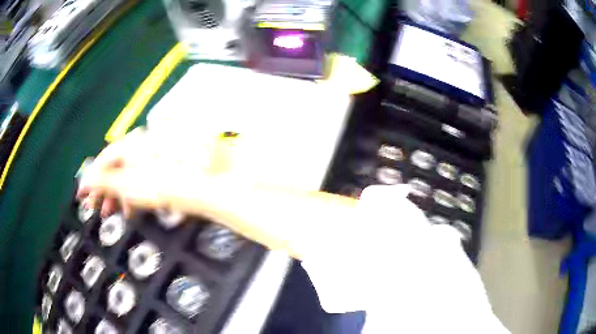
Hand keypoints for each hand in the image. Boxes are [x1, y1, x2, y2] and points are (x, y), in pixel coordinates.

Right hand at [77, 127, 190, 217]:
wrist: (198, 186)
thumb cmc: (161, 185)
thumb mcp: (127, 185)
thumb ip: (104, 182)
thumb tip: (85, 181)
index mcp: (128, 144)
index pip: (102, 161)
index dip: (90, 180)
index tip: (82, 196)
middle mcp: (138, 144)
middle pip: (113, 167)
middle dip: (102, 191)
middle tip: (95, 209)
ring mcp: (150, 154)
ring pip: (125, 174)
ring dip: (115, 194)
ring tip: (111, 212)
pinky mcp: (159, 166)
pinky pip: (137, 177)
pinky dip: (130, 192)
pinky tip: (128, 208)